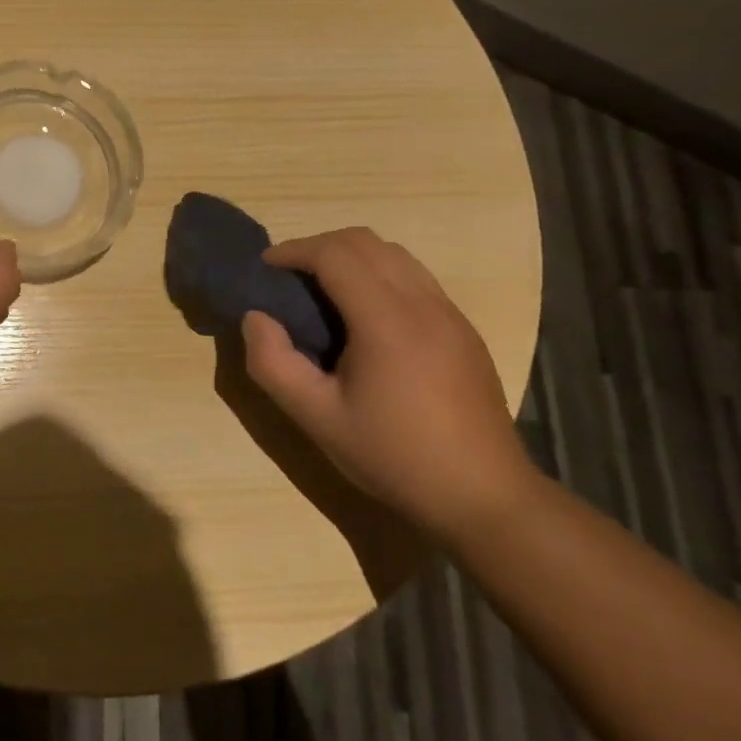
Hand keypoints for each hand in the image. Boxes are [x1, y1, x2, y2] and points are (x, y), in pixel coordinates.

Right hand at [239, 227, 537, 542]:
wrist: (485, 499)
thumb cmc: (394, 457)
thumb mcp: (316, 418)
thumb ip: (272, 363)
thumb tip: (255, 318)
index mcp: (388, 322)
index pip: (335, 254)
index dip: (294, 251)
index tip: (265, 269)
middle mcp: (424, 304)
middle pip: (365, 241)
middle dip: (318, 246)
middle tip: (287, 277)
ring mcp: (450, 314)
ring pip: (394, 254)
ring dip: (350, 257)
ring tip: (321, 291)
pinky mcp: (463, 329)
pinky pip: (414, 277)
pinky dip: (378, 274)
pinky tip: (362, 316)